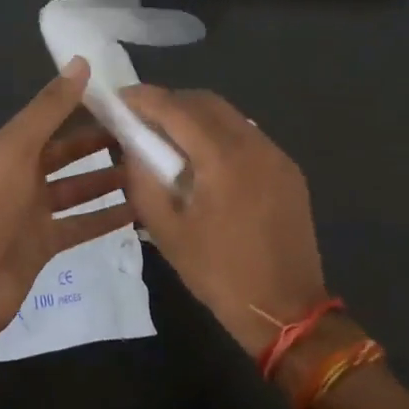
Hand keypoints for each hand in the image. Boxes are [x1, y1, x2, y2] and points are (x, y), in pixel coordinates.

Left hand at [0, 59, 133, 346]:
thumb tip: (81, 62)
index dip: (84, 107)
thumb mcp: (18, 149)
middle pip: (68, 154)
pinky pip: (81, 226)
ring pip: (78, 190)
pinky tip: (138, 211)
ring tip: (149, 170)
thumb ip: (50, 108)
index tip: (125, 100)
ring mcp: (34, 214)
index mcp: (12, 149)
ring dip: (108, 180)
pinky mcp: (45, 245)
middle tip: (145, 136)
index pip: (53, 119)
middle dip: (101, 144)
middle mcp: (23, 177)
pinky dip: (106, 218)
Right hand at [118, 86, 328, 356]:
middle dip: (170, 102)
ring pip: (229, 115)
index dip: (144, 98)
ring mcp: (276, 155)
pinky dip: (219, 133)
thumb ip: (143, 181)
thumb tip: (131, 146)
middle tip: (141, 118)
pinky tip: (204, 158)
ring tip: (169, 138)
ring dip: (195, 116)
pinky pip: (247, 135)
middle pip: (205, 102)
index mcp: (222, 159)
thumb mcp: (167, 231)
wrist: (286, 310)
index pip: (176, 110)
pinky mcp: (288, 169)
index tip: (120, 98)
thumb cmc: (220, 274)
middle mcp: (253, 144)